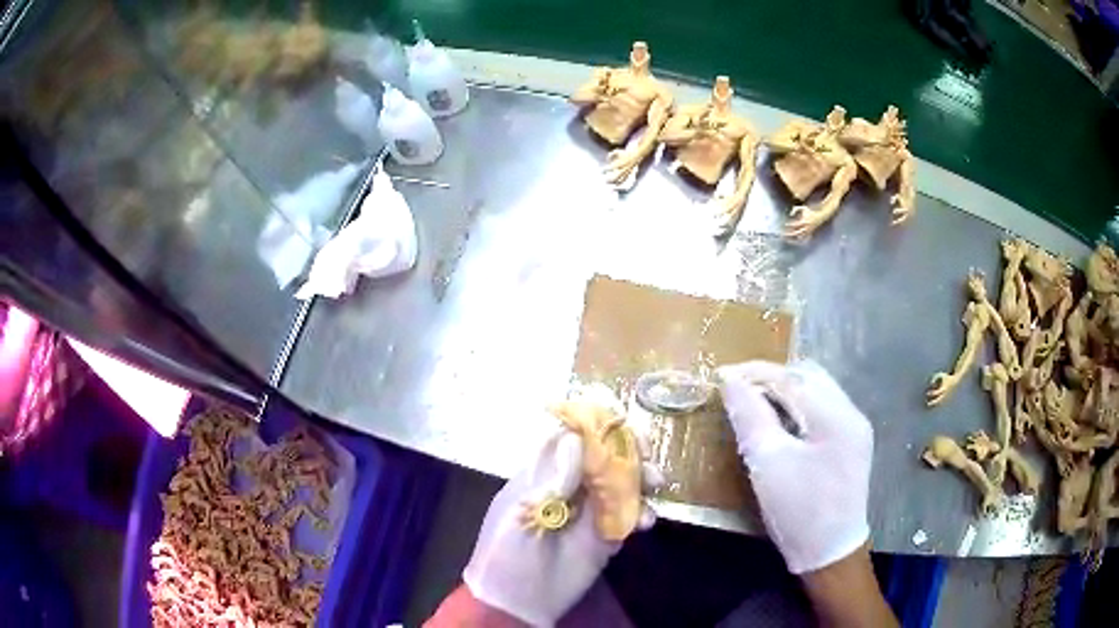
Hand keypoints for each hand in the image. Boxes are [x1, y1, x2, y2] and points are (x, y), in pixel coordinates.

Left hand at [462, 424, 660, 625]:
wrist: (517, 604)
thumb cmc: (505, 555)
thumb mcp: (521, 515)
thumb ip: (550, 481)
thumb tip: (574, 438)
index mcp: (541, 476)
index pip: (569, 439)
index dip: (594, 429)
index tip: (619, 425)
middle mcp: (568, 488)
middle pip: (602, 457)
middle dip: (627, 452)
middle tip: (647, 456)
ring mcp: (589, 512)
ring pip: (621, 483)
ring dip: (641, 480)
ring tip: (655, 485)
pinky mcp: (605, 536)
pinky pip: (629, 516)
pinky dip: (643, 513)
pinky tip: (645, 522)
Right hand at [717, 360, 872, 573]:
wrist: (829, 554)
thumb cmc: (798, 511)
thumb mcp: (768, 464)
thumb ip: (751, 417)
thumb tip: (731, 381)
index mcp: (836, 417)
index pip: (792, 378)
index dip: (755, 373)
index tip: (722, 375)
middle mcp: (851, 413)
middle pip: (809, 376)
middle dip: (772, 377)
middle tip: (739, 390)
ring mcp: (855, 429)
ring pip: (817, 391)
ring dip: (786, 391)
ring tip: (756, 405)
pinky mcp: (852, 444)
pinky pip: (822, 410)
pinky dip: (798, 408)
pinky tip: (780, 424)